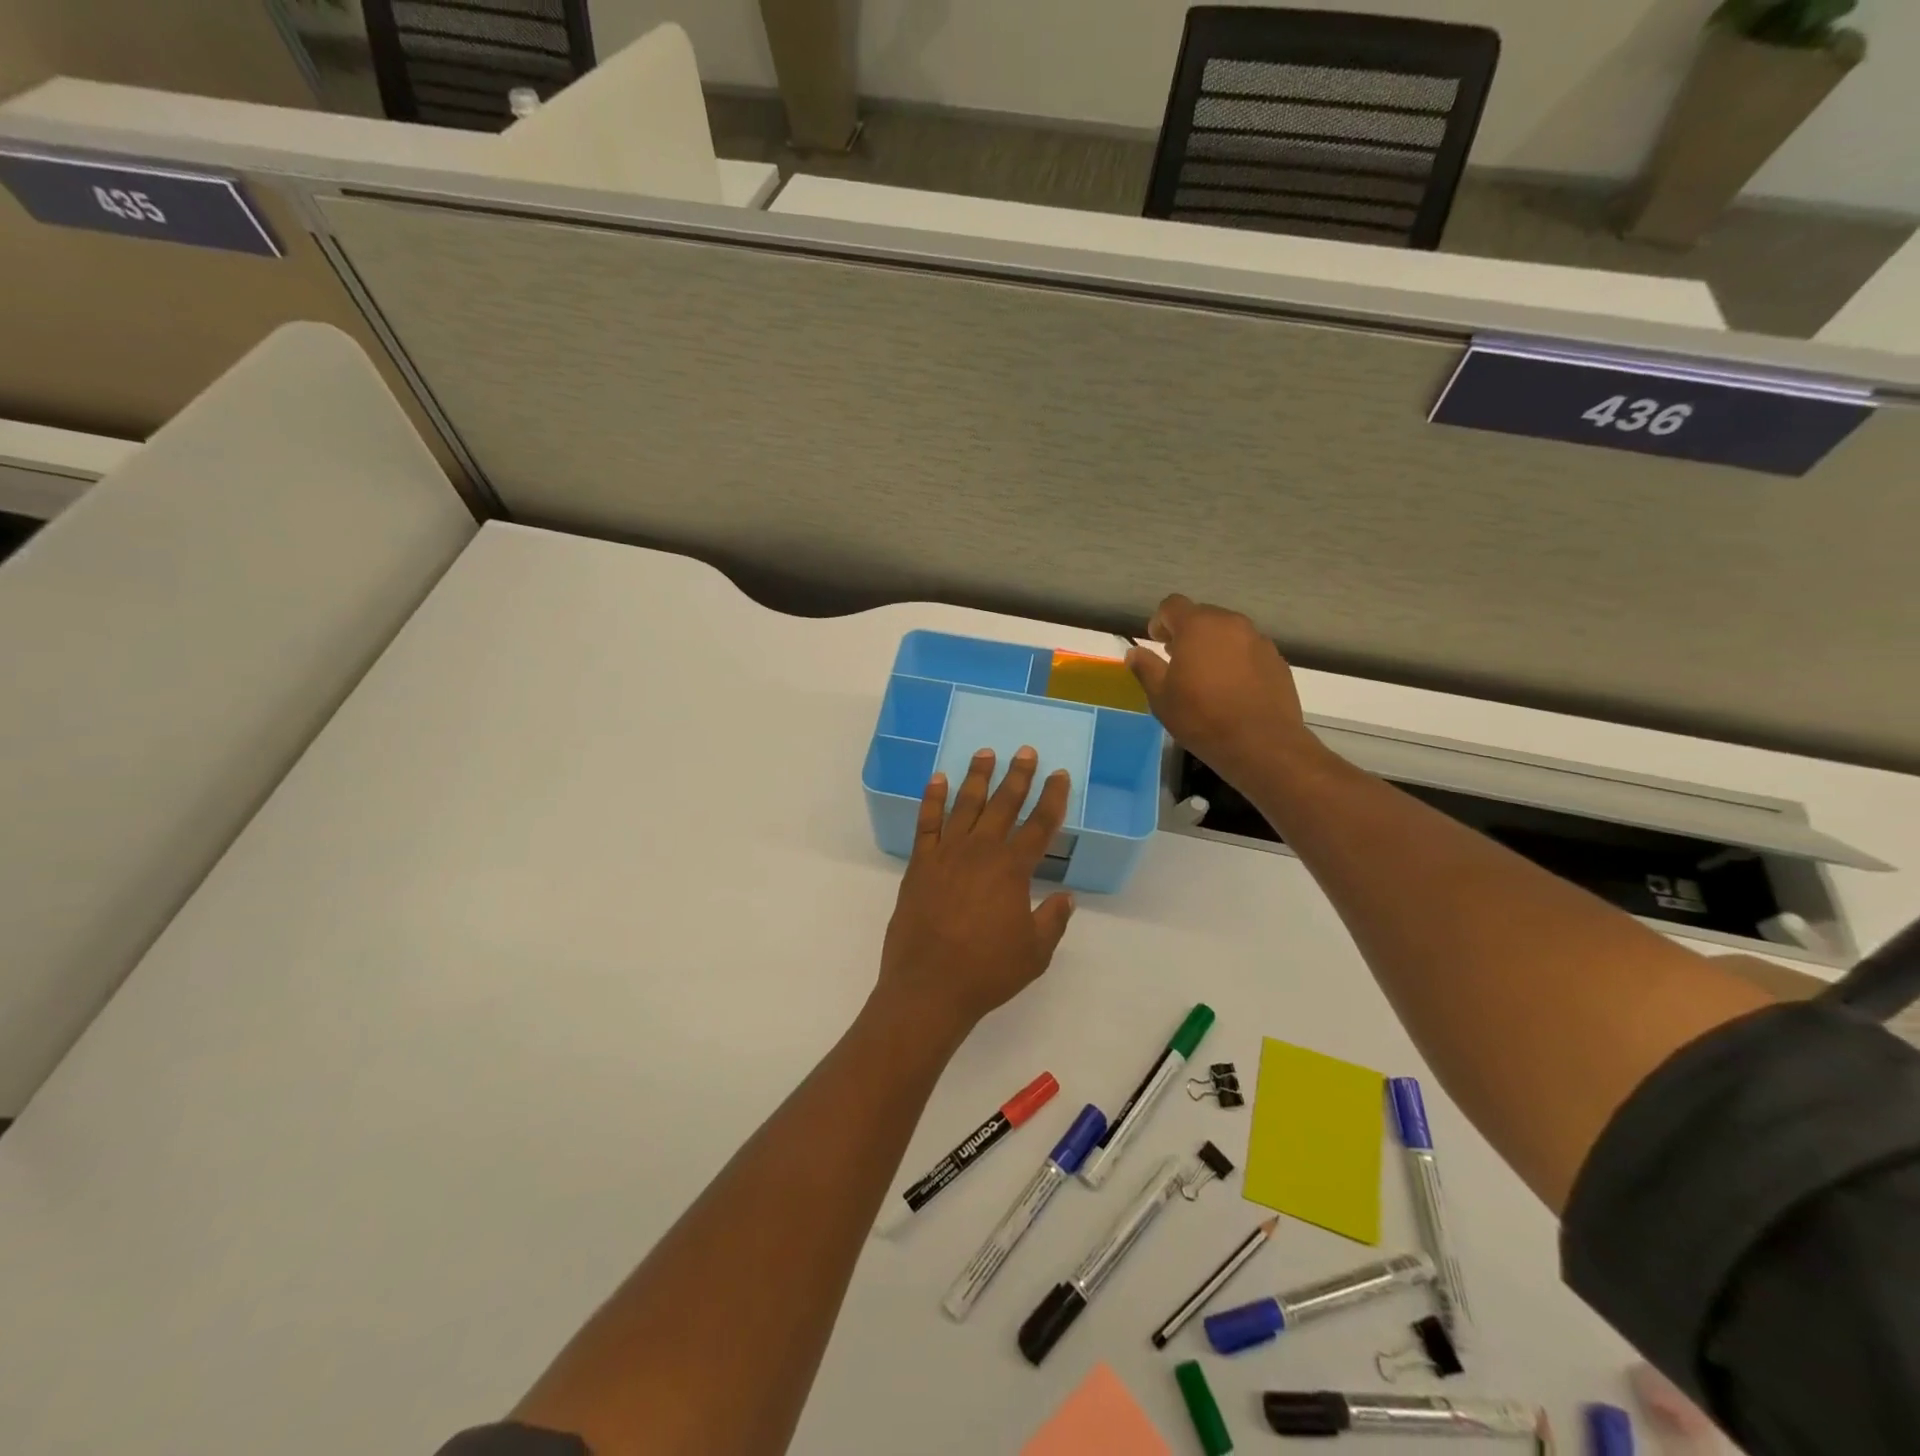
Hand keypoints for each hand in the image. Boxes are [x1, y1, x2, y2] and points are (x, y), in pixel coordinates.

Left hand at [875, 747, 1075, 1040]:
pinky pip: (926, 823)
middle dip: (1018, 776)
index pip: (1040, 825)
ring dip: (977, 777)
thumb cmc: (987, 972)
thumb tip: (1066, 897)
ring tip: (985, 753)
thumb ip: (1052, 920)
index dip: (1053, 798)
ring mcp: (946, 854)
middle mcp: (980, 851)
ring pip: (965, 805)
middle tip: (1026, 751)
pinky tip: (937, 780)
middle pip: (1004, 805)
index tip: (1060, 775)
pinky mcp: (919, 864)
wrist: (929, 987)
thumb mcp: (1034, 952)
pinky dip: (932, 799)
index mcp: (1012, 869)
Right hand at [1126, 594, 1318, 788]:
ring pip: (1228, 632)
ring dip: (1213, 646)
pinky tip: (1233, 689)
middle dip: (1187, 633)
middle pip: (1203, 615)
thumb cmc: (1202, 718)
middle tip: (1179, 661)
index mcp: (1197, 626)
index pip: (1172, 605)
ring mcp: (1258, 640)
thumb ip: (1146, 668)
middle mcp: (1230, 624)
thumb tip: (1134, 653)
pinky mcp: (1277, 659)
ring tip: (1207, 677)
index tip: (1157, 643)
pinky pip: (1248, 650)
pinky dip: (1236, 660)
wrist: (1261, 743)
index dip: (1160, 621)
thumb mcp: (1161, 697)